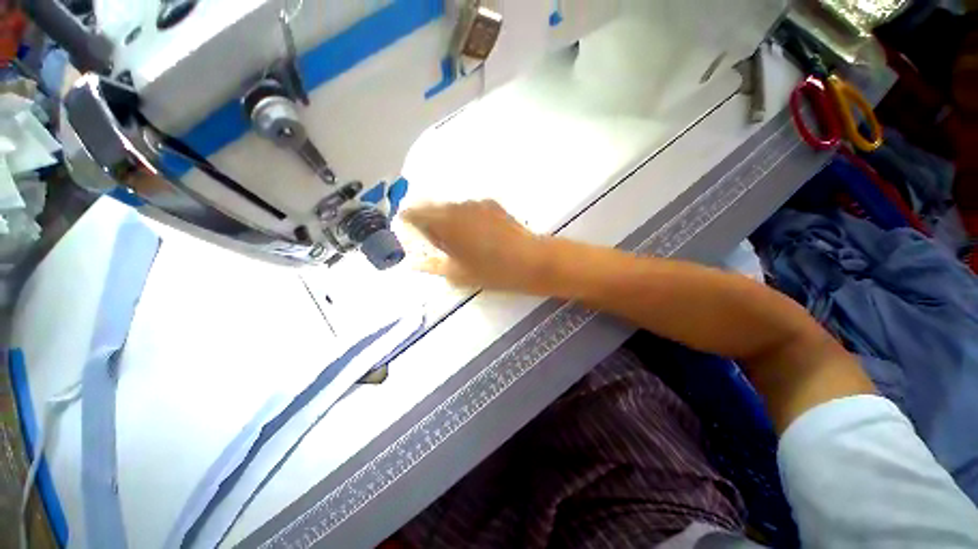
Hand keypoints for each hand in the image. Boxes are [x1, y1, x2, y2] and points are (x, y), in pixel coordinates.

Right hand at [402, 200, 550, 292]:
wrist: (530, 260)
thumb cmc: (492, 271)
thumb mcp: (458, 274)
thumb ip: (433, 265)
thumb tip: (414, 264)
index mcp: (445, 223)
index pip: (416, 213)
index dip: (410, 220)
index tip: (409, 229)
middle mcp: (458, 207)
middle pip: (434, 208)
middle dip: (429, 220)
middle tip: (433, 238)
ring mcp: (477, 204)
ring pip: (453, 207)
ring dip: (449, 218)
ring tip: (457, 237)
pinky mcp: (492, 205)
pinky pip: (470, 208)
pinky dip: (466, 217)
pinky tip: (476, 232)